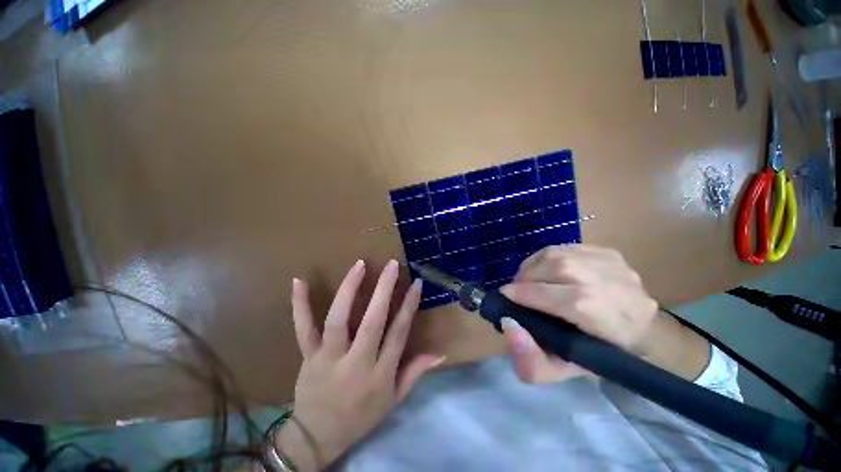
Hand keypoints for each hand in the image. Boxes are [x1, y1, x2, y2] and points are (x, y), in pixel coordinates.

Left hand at [277, 260, 443, 470]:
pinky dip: (299, 305)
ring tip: (359, 265)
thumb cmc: (361, 418)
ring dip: (349, 290)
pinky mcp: (308, 356)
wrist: (322, 432)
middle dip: (384, 291)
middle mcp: (357, 362)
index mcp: (381, 374)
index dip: (408, 307)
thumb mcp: (393, 401)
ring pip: (339, 320)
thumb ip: (413, 374)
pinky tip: (299, 281)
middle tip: (391, 265)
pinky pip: (303, 328)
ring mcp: (329, 358)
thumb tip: (439, 353)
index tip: (415, 283)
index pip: (398, 335)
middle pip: (373, 322)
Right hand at [499, 245, 708, 383]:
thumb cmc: (604, 357)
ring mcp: (608, 261)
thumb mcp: (565, 374)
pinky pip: (573, 248)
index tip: (503, 300)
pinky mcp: (611, 252)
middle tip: (516, 292)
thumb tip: (508, 326)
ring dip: (536, 264)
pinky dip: (554, 258)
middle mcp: (599, 278)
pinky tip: (553, 273)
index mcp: (589, 311)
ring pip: (560, 252)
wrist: (645, 333)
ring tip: (530, 280)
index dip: (518, 295)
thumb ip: (531, 361)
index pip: (544, 294)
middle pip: (551, 265)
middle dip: (525, 277)